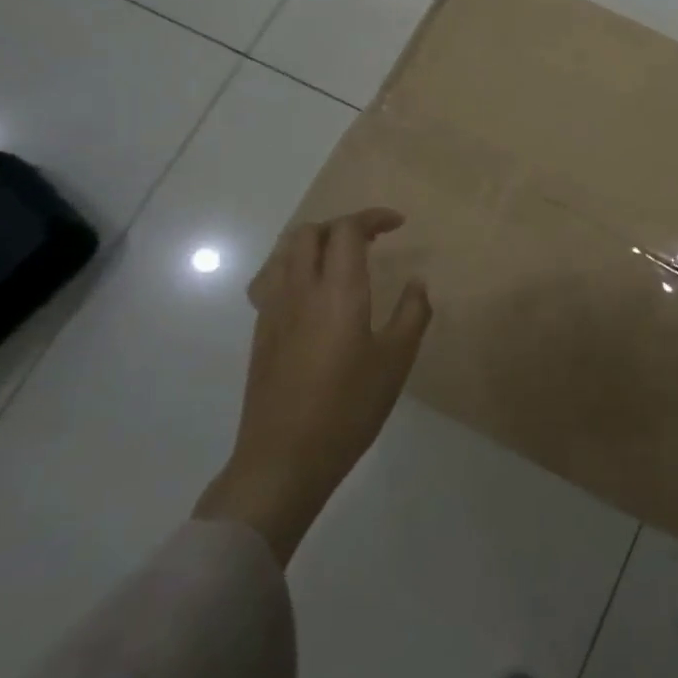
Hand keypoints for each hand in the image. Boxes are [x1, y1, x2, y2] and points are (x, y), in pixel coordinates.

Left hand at [195, 207, 431, 562]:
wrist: (283, 459)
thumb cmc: (348, 408)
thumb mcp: (396, 361)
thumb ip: (412, 314)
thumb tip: (417, 283)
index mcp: (337, 291)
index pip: (347, 231)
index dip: (372, 218)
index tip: (398, 224)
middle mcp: (300, 290)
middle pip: (310, 233)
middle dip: (342, 226)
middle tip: (371, 241)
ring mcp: (273, 311)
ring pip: (285, 252)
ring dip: (315, 243)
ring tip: (340, 260)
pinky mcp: (260, 333)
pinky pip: (272, 279)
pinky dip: (294, 267)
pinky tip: (311, 293)